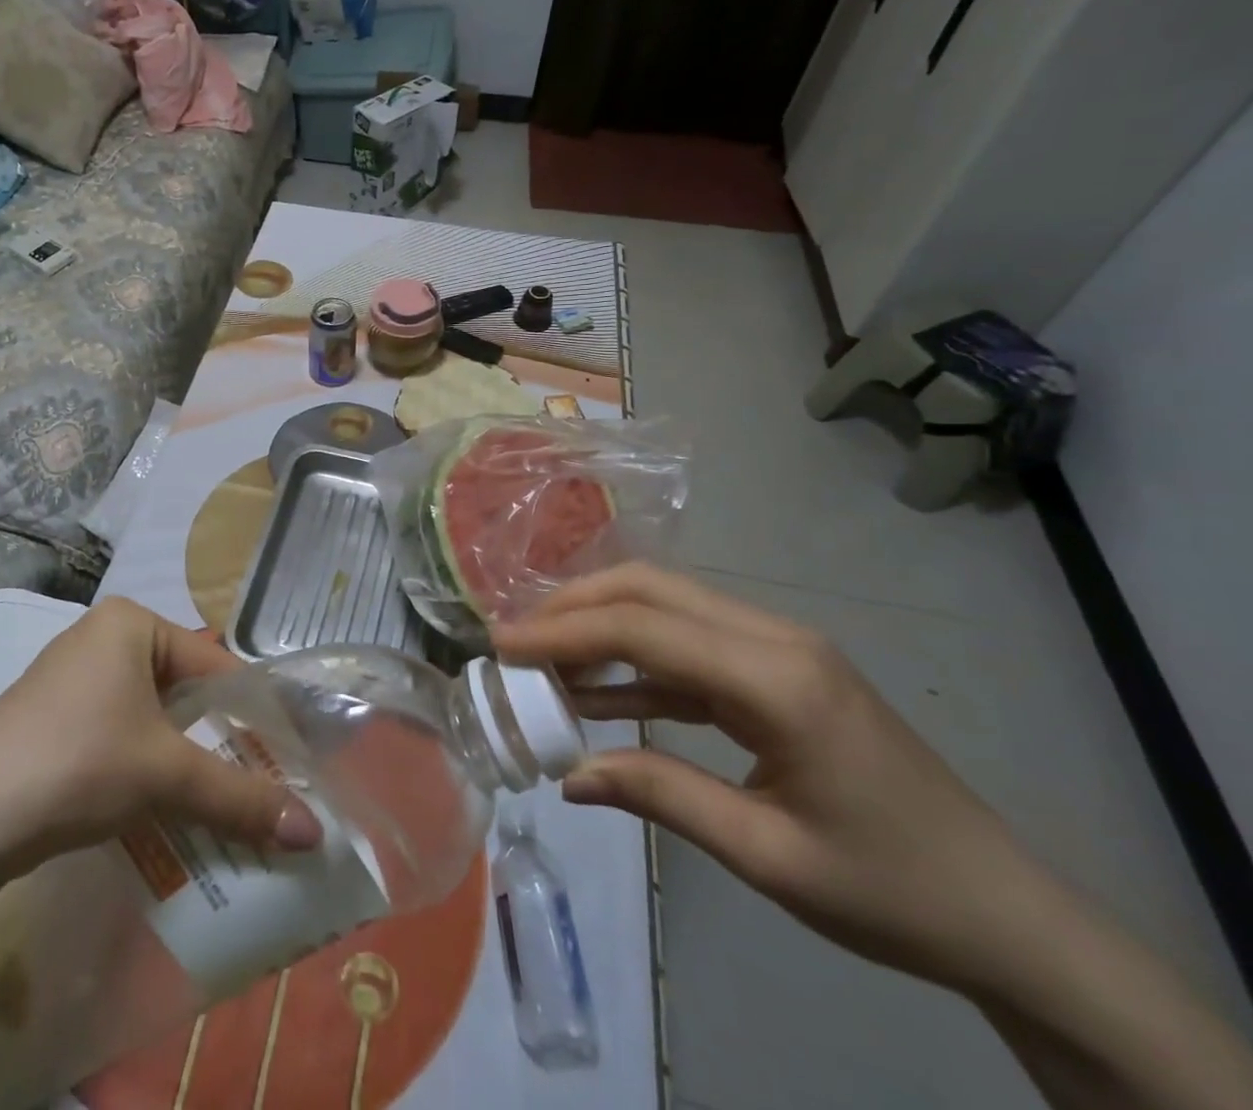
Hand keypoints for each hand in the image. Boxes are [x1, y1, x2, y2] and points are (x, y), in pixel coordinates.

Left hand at [0, 596, 321, 880]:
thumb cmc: (79, 764)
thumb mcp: (167, 775)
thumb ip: (241, 798)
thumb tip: (315, 833)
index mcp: (131, 622)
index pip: (215, 665)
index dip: (254, 714)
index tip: (287, 759)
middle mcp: (101, 636)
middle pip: (183, 689)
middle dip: (218, 739)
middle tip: (257, 785)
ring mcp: (70, 675)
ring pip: (150, 713)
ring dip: (182, 757)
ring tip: (216, 801)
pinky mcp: (49, 714)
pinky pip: (117, 729)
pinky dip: (143, 762)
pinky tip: (156, 804)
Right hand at [492, 563, 1041, 993]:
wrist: (1008, 917)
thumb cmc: (892, 892)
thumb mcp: (767, 856)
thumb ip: (661, 795)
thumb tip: (570, 775)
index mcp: (777, 680)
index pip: (644, 628)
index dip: (564, 632)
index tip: (501, 645)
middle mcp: (775, 641)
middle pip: (651, 591)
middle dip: (573, 607)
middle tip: (513, 640)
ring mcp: (779, 650)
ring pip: (666, 607)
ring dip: (599, 625)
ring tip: (541, 661)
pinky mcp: (777, 672)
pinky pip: (689, 648)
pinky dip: (635, 661)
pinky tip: (595, 692)